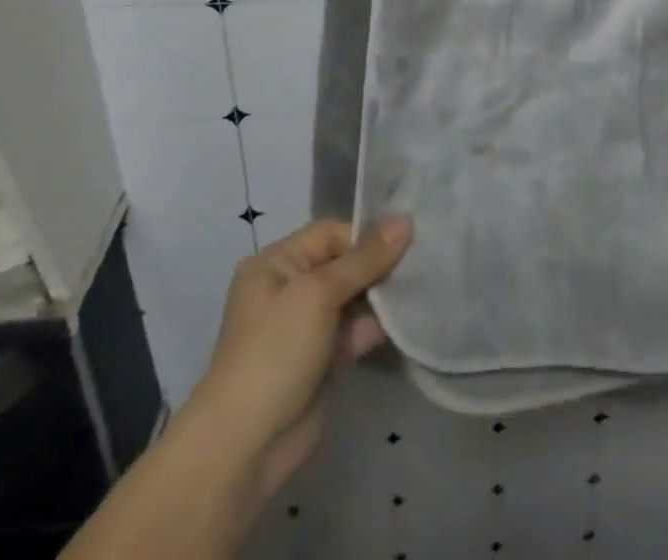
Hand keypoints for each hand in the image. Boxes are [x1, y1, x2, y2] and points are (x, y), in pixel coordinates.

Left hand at [188, 216, 411, 505]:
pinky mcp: (323, 359)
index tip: (408, 240)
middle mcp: (290, 289)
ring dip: (382, 296)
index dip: (367, 235)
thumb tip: (405, 219)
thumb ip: (365, 258)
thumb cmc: (275, 352)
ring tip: (420, 288)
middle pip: (345, 264)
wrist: (246, 447)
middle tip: (420, 262)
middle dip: (379, 265)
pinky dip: (377, 326)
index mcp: (277, 263)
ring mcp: (307, 326)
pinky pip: (356, 330)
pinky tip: (408, 320)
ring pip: (354, 297)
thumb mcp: (319, 294)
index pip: (331, 234)